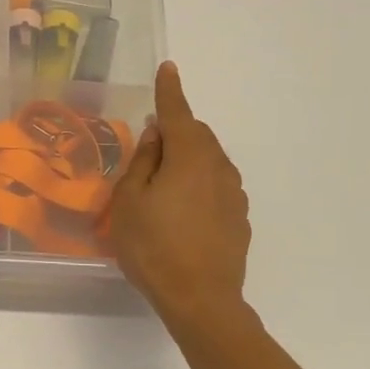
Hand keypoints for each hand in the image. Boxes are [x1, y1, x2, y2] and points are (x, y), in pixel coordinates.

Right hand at [109, 62, 250, 327]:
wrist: (201, 300)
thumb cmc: (153, 247)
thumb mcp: (130, 201)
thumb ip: (143, 162)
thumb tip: (156, 134)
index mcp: (189, 157)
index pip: (177, 113)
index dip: (169, 90)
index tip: (168, 68)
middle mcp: (218, 167)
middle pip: (197, 135)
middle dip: (176, 130)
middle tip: (150, 146)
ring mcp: (234, 194)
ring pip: (209, 160)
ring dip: (187, 158)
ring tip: (162, 182)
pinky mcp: (239, 218)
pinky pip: (216, 185)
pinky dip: (199, 183)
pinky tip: (182, 210)